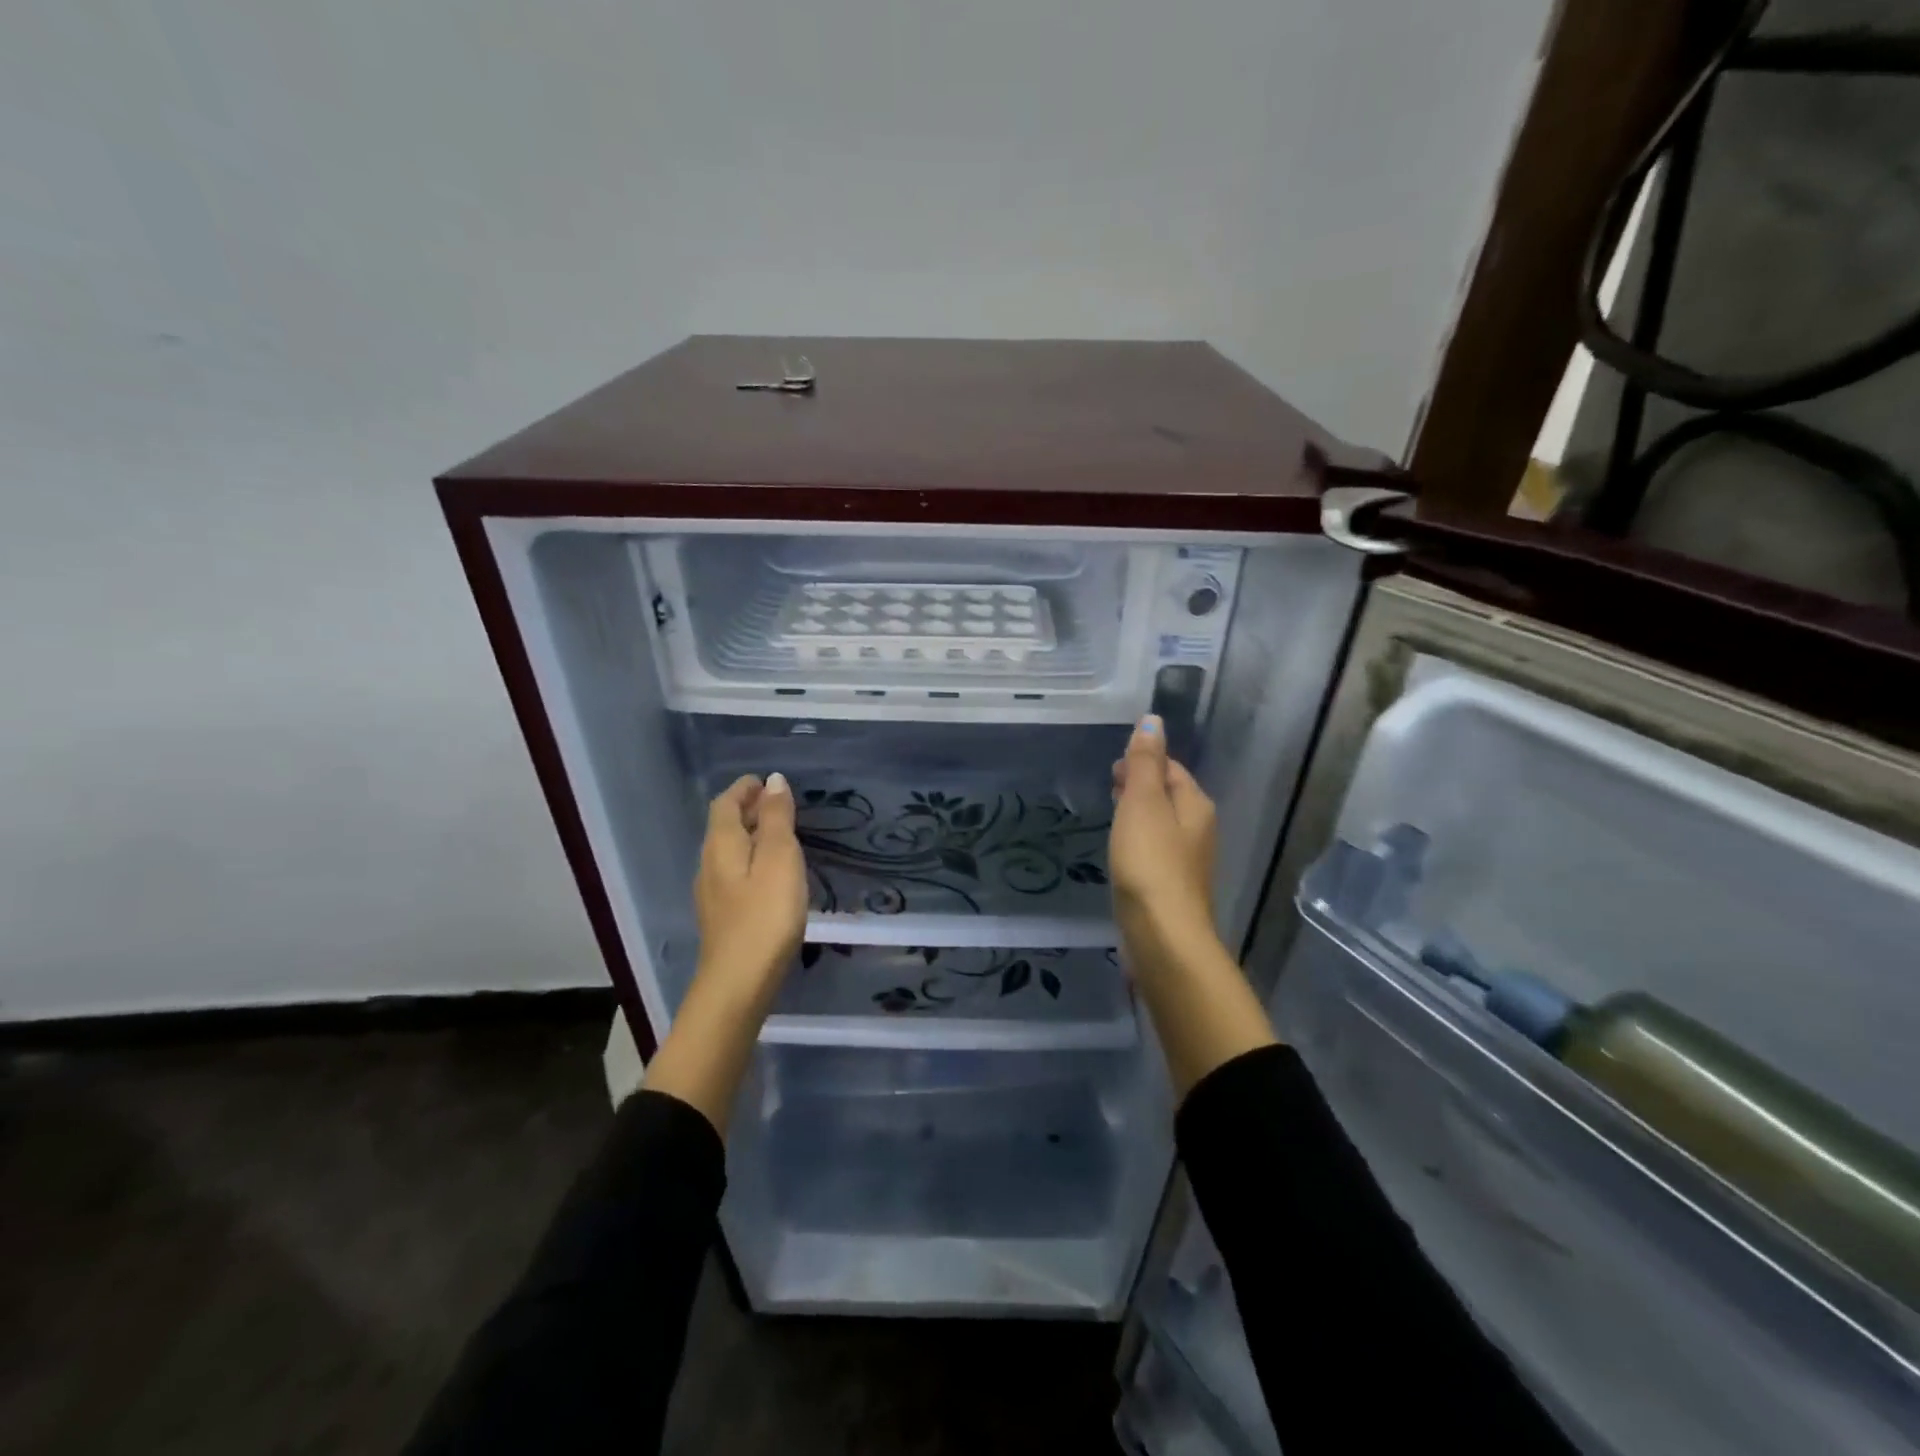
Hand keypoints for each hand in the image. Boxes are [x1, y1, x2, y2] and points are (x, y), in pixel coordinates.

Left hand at [693, 772, 808, 1007]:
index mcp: (721, 845)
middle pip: (724, 826)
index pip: (725, 804)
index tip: (766, 781)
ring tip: (780, 834)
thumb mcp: (780, 859)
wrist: (739, 983)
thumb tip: (773, 781)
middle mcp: (709, 864)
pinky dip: (751, 859)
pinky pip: (734, 873)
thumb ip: (777, 818)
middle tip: (779, 803)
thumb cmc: (765, 915)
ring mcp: (712, 894)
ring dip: (750, 835)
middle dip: (747, 809)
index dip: (744, 789)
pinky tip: (771, 874)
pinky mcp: (722, 917)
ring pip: (728, 851)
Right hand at [1110, 715, 1217, 946]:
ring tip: (1112, 811)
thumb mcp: (1143, 803)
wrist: (1163, 936)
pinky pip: (1154, 851)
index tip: (1114, 766)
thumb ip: (1146, 762)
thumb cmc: (1150, 862)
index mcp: (1195, 805)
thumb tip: (1153, 719)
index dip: (1144, 761)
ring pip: (1161, 824)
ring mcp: (1186, 861)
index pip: (1172, 769)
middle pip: (1169, 796)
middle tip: (1110, 784)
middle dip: (1142, 785)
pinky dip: (1138, 840)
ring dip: (1139, 813)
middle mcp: (1198, 829)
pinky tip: (1121, 849)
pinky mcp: (1171, 887)